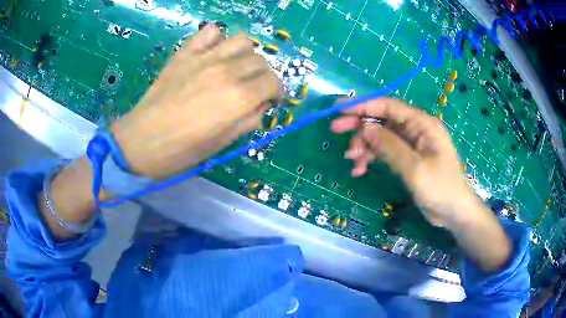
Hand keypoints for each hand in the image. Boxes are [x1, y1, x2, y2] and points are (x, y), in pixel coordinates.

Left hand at [110, 25, 281, 177]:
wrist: (142, 141)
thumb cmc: (182, 150)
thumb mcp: (222, 143)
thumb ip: (249, 120)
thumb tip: (262, 104)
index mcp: (238, 98)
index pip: (273, 81)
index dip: (276, 91)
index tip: (269, 100)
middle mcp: (227, 72)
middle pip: (260, 60)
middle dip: (262, 76)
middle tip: (251, 88)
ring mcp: (205, 58)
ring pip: (242, 41)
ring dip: (246, 54)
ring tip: (235, 68)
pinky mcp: (186, 53)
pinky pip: (210, 32)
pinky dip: (217, 39)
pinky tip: (213, 53)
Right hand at [331, 98, 477, 228]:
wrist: (453, 211)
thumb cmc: (440, 188)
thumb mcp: (415, 168)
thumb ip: (390, 146)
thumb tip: (365, 128)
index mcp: (422, 124)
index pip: (389, 106)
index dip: (363, 105)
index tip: (339, 109)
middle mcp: (415, 129)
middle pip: (382, 119)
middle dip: (359, 124)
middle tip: (335, 130)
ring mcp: (410, 144)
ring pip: (380, 136)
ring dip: (364, 145)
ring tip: (352, 160)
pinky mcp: (406, 158)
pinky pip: (384, 151)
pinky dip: (371, 157)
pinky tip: (360, 169)